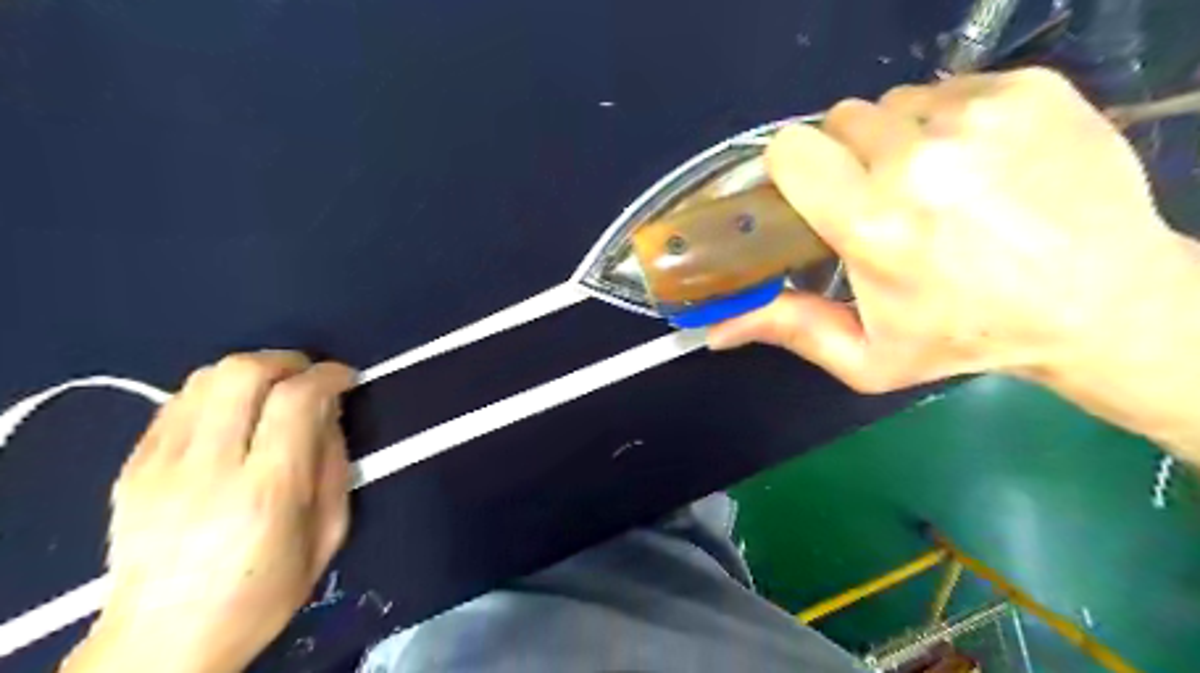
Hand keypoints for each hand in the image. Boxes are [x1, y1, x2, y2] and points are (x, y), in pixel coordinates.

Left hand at [61, 353, 351, 672]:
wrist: (163, 641)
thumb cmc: (263, 592)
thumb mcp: (329, 533)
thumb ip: (334, 463)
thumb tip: (330, 411)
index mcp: (266, 491)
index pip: (296, 400)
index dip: (328, 375)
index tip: (346, 377)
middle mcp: (207, 469)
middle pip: (242, 373)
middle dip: (286, 360)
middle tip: (308, 375)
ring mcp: (159, 465)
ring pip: (204, 378)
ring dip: (250, 371)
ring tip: (272, 390)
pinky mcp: (132, 467)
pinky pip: (176, 402)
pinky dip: (215, 393)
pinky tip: (233, 413)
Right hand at [704, 68, 1195, 394]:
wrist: (1102, 303)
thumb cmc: (968, 336)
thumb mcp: (868, 356)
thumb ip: (789, 331)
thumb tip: (714, 331)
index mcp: (873, 223)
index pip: (791, 150)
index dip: (793, 170)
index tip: (813, 196)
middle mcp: (919, 159)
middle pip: (838, 121)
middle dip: (845, 158)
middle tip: (877, 200)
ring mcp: (979, 116)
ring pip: (893, 104)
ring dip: (896, 141)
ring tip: (932, 185)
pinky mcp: (1027, 89)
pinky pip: (950, 89)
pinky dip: (949, 122)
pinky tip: (977, 165)